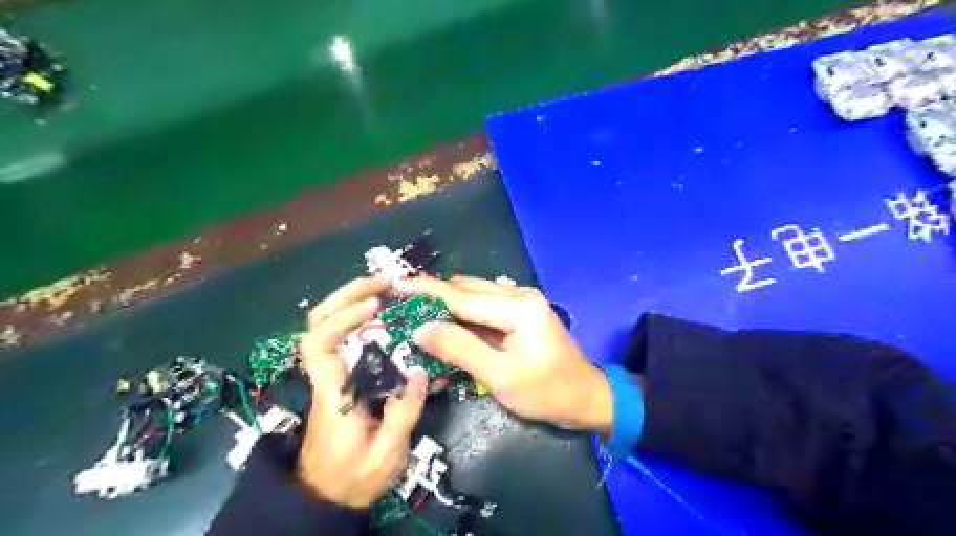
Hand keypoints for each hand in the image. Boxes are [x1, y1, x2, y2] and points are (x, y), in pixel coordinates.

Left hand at [298, 279, 426, 507]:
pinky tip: (383, 314)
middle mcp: (326, 377)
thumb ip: (403, 413)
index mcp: (332, 394)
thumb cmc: (353, 478)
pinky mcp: (340, 378)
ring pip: (326, 327)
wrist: (325, 497)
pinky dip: (358, 318)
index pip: (319, 346)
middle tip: (382, 282)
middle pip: (316, 324)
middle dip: (346, 295)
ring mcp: (331, 376)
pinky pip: (343, 339)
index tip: (375, 307)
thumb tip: (420, 370)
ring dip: (351, 301)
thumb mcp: (386, 455)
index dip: (342, 318)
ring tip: (384, 290)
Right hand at [393, 275, 611, 433]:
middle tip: (402, 310)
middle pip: (465, 289)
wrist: (584, 396)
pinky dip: (463, 313)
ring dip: (447, 305)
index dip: (425, 290)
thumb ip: (460, 349)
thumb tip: (421, 328)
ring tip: (419, 318)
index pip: (461, 295)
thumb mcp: (500, 376)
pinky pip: (484, 305)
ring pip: (473, 294)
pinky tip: (448, 327)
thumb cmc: (546, 392)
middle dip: (433, 297)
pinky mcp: (521, 310)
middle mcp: (519, 294)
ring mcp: (521, 300)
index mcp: (517, 307)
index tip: (394, 285)